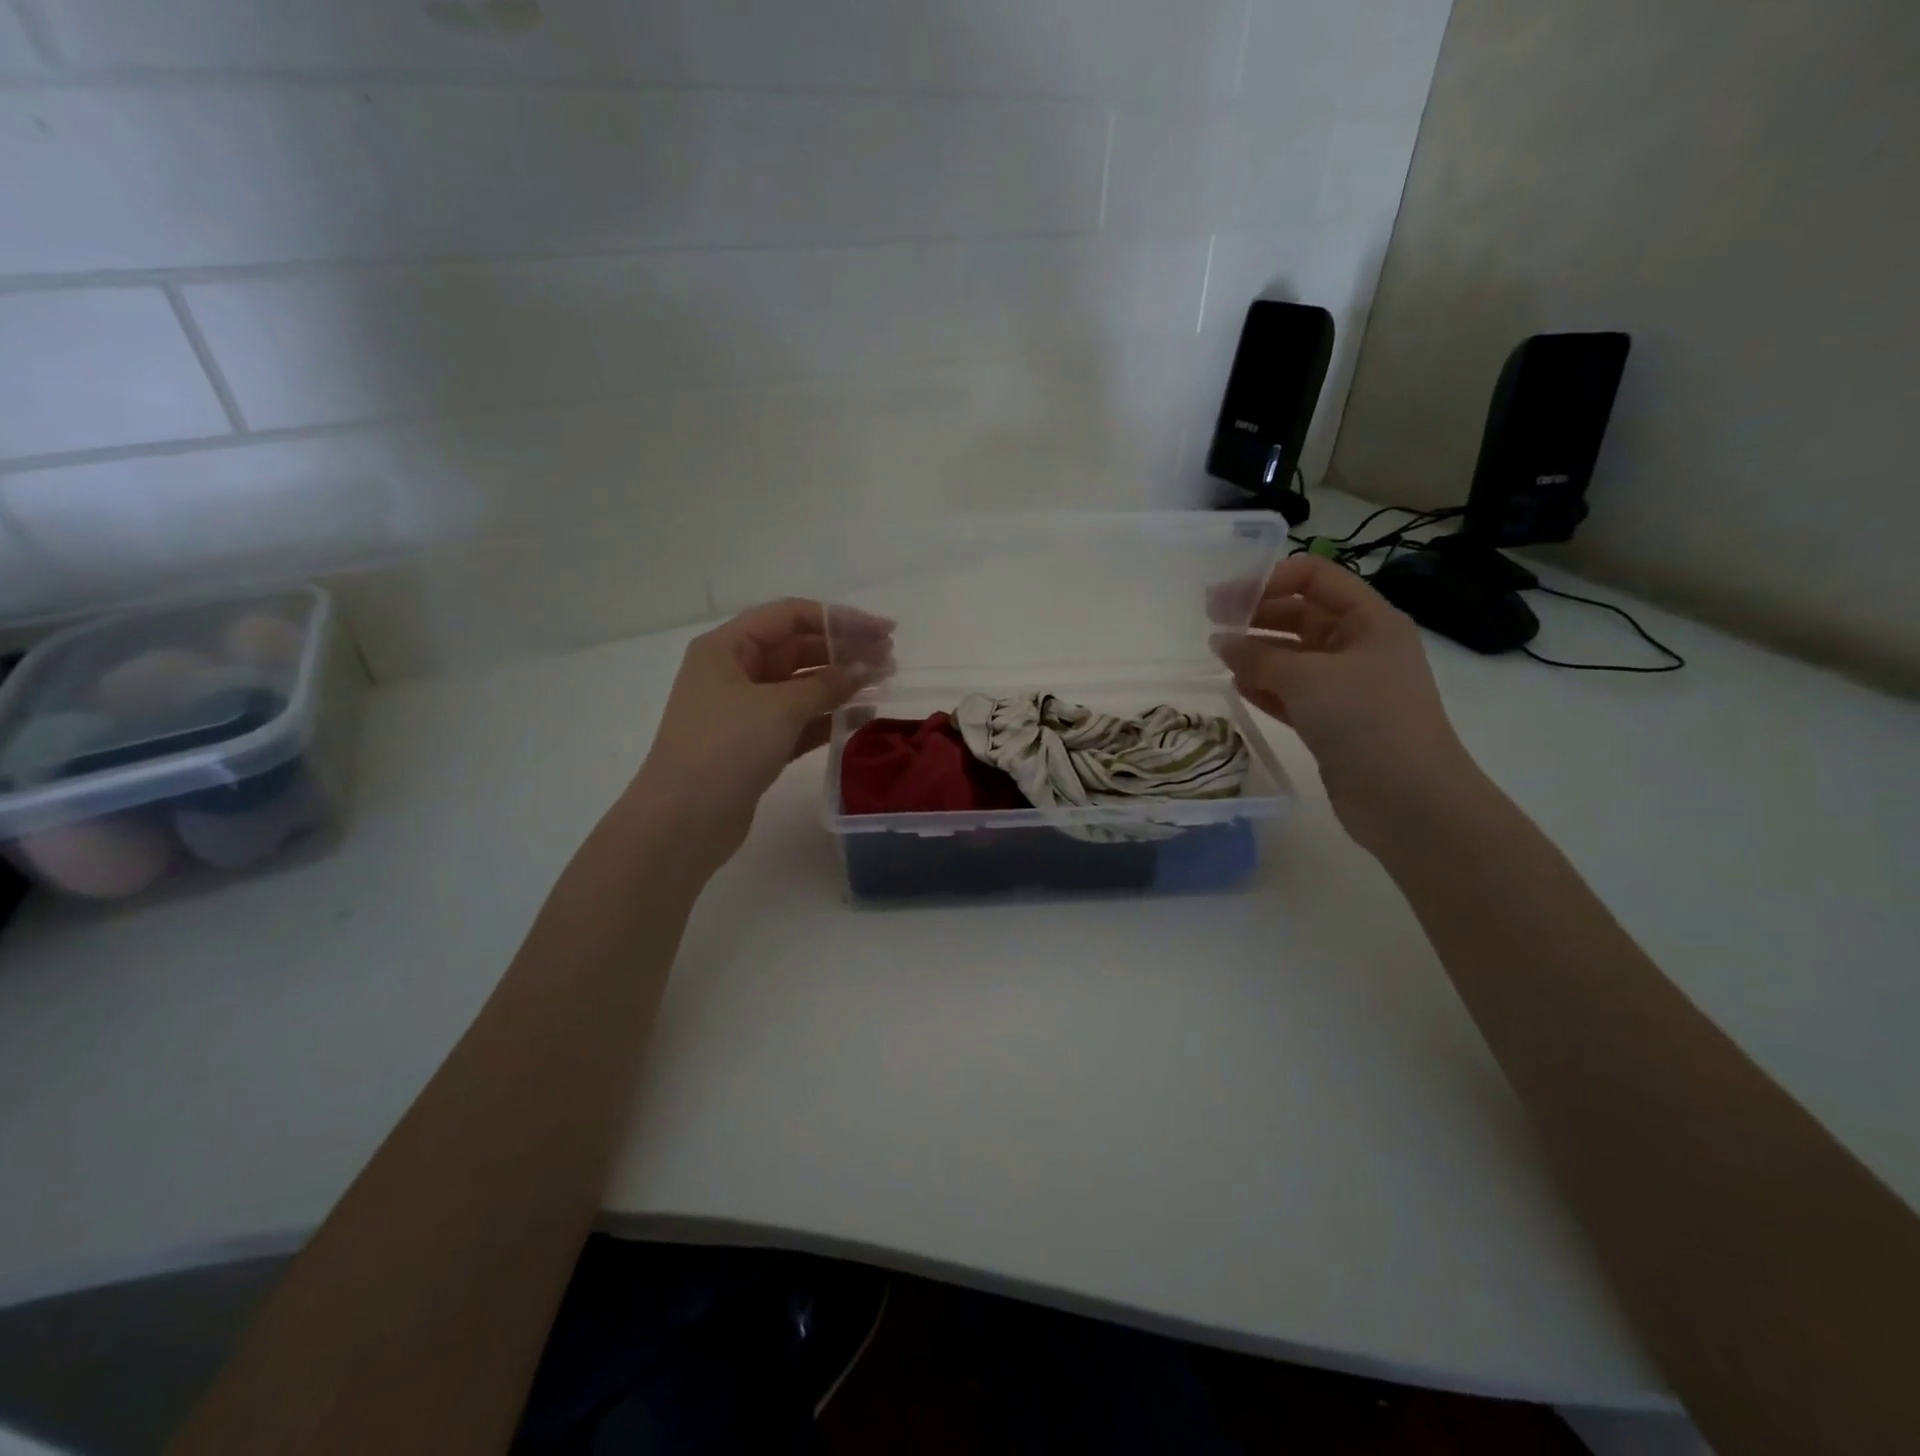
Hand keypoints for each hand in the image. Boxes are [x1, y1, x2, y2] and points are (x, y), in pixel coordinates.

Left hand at [627, 600, 891, 869]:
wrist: (683, 821)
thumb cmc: (725, 749)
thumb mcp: (779, 708)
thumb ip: (827, 684)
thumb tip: (866, 668)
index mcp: (727, 648)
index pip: (790, 616)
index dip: (839, 619)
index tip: (883, 630)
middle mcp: (734, 672)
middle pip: (797, 648)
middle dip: (844, 650)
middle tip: (890, 659)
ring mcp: (744, 710)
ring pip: (801, 685)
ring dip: (841, 682)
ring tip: (884, 682)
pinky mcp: (756, 744)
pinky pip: (799, 719)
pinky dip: (828, 715)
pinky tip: (862, 714)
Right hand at [1212, 556, 1476, 851]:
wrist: (1407, 798)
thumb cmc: (1365, 719)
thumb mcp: (1307, 677)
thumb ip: (1257, 656)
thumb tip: (1222, 643)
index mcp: (1369, 620)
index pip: (1315, 577)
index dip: (1269, 579)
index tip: (1224, 599)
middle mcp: (1360, 646)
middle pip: (1302, 614)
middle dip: (1257, 616)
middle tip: (1212, 626)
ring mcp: (1347, 686)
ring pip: (1294, 656)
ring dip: (1257, 653)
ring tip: (1219, 658)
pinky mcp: (1333, 721)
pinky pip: (1293, 692)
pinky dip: (1266, 687)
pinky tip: (1238, 688)